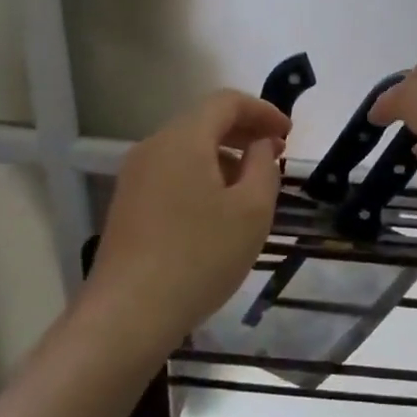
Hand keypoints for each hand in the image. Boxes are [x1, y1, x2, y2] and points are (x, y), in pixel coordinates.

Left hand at [86, 89, 288, 352]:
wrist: (128, 314)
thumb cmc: (200, 256)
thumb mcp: (252, 210)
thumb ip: (264, 166)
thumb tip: (261, 144)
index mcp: (183, 139)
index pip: (226, 101)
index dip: (263, 110)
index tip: (289, 133)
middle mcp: (154, 147)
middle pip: (204, 121)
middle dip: (245, 131)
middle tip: (276, 154)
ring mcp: (135, 176)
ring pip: (187, 148)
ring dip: (225, 155)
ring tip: (252, 185)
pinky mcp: (128, 204)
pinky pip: (172, 172)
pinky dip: (202, 174)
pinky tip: (218, 209)